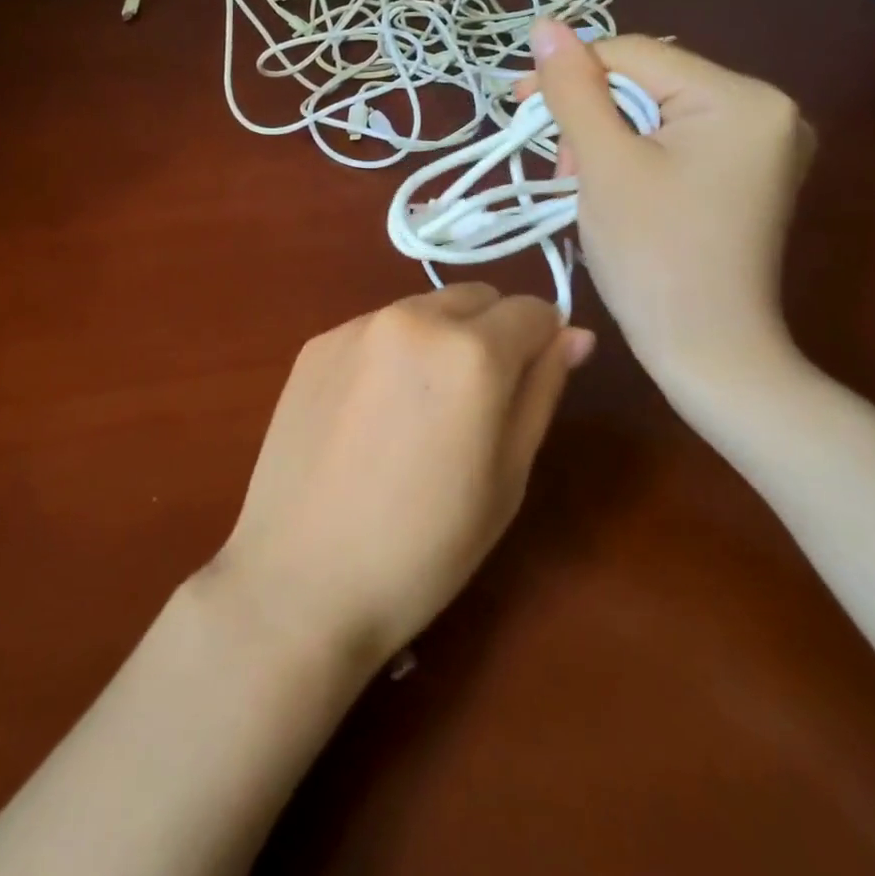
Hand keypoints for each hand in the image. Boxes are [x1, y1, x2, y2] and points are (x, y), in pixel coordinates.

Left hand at [206, 285, 593, 671]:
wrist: (301, 577)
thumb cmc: (424, 546)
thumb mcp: (507, 477)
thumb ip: (541, 391)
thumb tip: (572, 334)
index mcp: (470, 351)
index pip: (531, 310)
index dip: (542, 342)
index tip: (529, 384)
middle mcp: (412, 318)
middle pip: (475, 298)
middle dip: (491, 333)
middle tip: (476, 403)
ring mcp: (355, 326)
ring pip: (423, 309)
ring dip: (439, 338)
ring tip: (419, 412)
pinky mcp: (315, 344)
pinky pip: (374, 330)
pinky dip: (390, 353)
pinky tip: (370, 415)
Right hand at [525, 18, 812, 380]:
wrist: (708, 353)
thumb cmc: (652, 256)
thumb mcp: (603, 164)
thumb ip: (573, 89)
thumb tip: (545, 24)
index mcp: (742, 97)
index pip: (635, 54)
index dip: (570, 74)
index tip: (518, 106)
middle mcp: (768, 108)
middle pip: (648, 84)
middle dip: (591, 117)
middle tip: (560, 170)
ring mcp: (764, 145)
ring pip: (657, 114)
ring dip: (606, 139)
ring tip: (581, 186)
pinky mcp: (749, 176)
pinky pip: (677, 142)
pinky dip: (635, 157)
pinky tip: (614, 189)